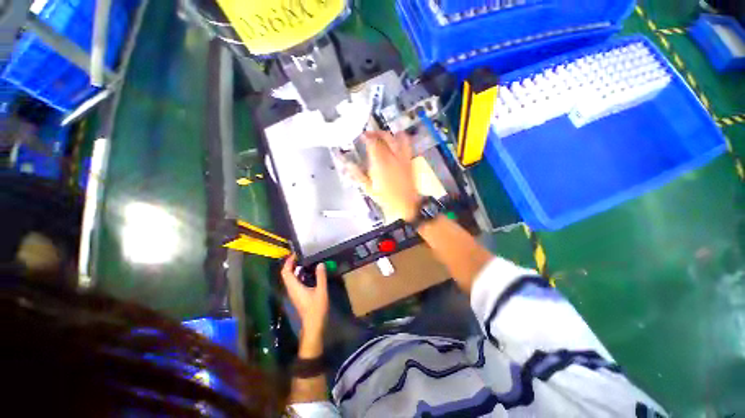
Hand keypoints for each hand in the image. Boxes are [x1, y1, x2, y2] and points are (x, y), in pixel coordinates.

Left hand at [281, 255, 328, 340]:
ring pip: (290, 279)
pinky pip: (295, 282)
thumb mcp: (321, 290)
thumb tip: (320, 264)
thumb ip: (321, 276)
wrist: (313, 325)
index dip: (288, 262)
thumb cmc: (316, 308)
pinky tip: (309, 273)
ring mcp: (294, 294)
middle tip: (301, 256)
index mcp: (294, 287)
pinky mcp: (298, 296)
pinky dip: (299, 275)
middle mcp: (291, 289)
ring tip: (306, 262)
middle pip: (287, 275)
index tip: (295, 254)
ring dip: (295, 270)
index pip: (286, 272)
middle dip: (291, 264)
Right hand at [349, 131, 420, 221]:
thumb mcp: (368, 188)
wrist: (405, 206)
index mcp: (380, 163)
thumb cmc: (385, 198)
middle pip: (386, 136)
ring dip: (390, 134)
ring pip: (399, 138)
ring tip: (384, 136)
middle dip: (377, 132)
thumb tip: (347, 164)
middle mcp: (393, 157)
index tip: (361, 136)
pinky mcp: (410, 162)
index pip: (373, 142)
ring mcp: (404, 158)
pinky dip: (401, 141)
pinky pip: (407, 146)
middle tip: (370, 135)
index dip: (366, 136)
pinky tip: (396, 146)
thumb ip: (357, 174)